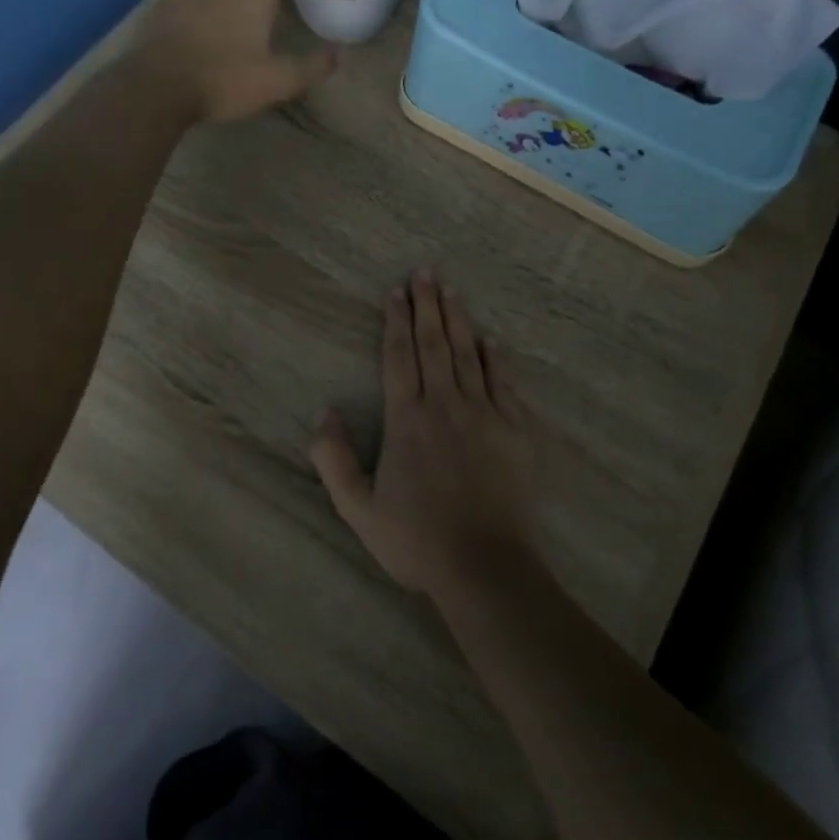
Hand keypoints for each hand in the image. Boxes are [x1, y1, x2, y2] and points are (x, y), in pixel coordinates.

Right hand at [311, 270, 538, 605]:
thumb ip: (335, 459)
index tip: (395, 291)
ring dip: (458, 320)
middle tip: (425, 273)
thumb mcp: (358, 508)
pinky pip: (503, 383)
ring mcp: (483, 414)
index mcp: (407, 419)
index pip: (399, 356)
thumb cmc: (416, 539)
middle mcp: (444, 405)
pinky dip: (496, 358)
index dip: (396, 320)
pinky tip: (491, 339)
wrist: (484, 566)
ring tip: (451, 290)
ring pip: (467, 354)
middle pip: (433, 344)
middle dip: (428, 305)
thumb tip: (324, 412)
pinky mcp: (514, 430)